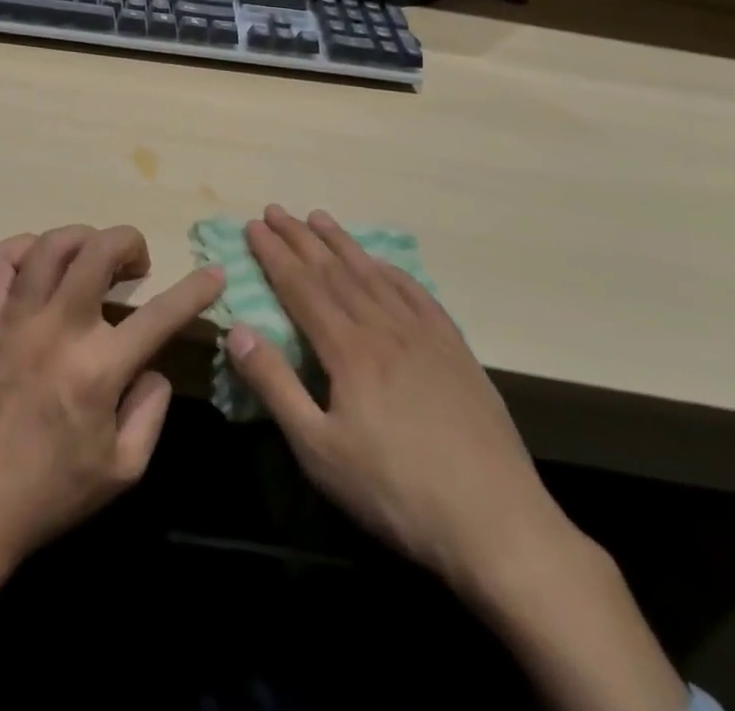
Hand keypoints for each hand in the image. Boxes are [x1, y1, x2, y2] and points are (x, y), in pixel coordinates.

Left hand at [0, 225, 223, 592]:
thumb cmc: (51, 494)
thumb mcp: (124, 470)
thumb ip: (151, 410)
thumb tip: (152, 364)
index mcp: (98, 369)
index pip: (161, 315)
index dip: (196, 289)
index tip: (214, 273)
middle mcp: (57, 330)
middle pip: (98, 251)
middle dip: (129, 241)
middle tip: (136, 262)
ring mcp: (13, 320)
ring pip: (48, 246)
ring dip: (80, 239)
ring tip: (90, 256)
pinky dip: (19, 248)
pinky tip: (35, 262)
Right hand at [227, 206, 687, 710]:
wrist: (497, 524)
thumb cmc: (395, 491)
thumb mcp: (319, 451)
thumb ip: (275, 385)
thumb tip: (237, 328)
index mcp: (349, 348)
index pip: (301, 286)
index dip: (274, 254)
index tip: (252, 226)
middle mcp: (384, 327)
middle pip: (334, 271)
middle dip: (299, 238)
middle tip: (275, 210)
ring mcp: (424, 335)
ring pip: (373, 274)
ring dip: (342, 243)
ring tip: (318, 217)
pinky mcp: (455, 349)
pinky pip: (416, 294)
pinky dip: (391, 270)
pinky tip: (381, 263)